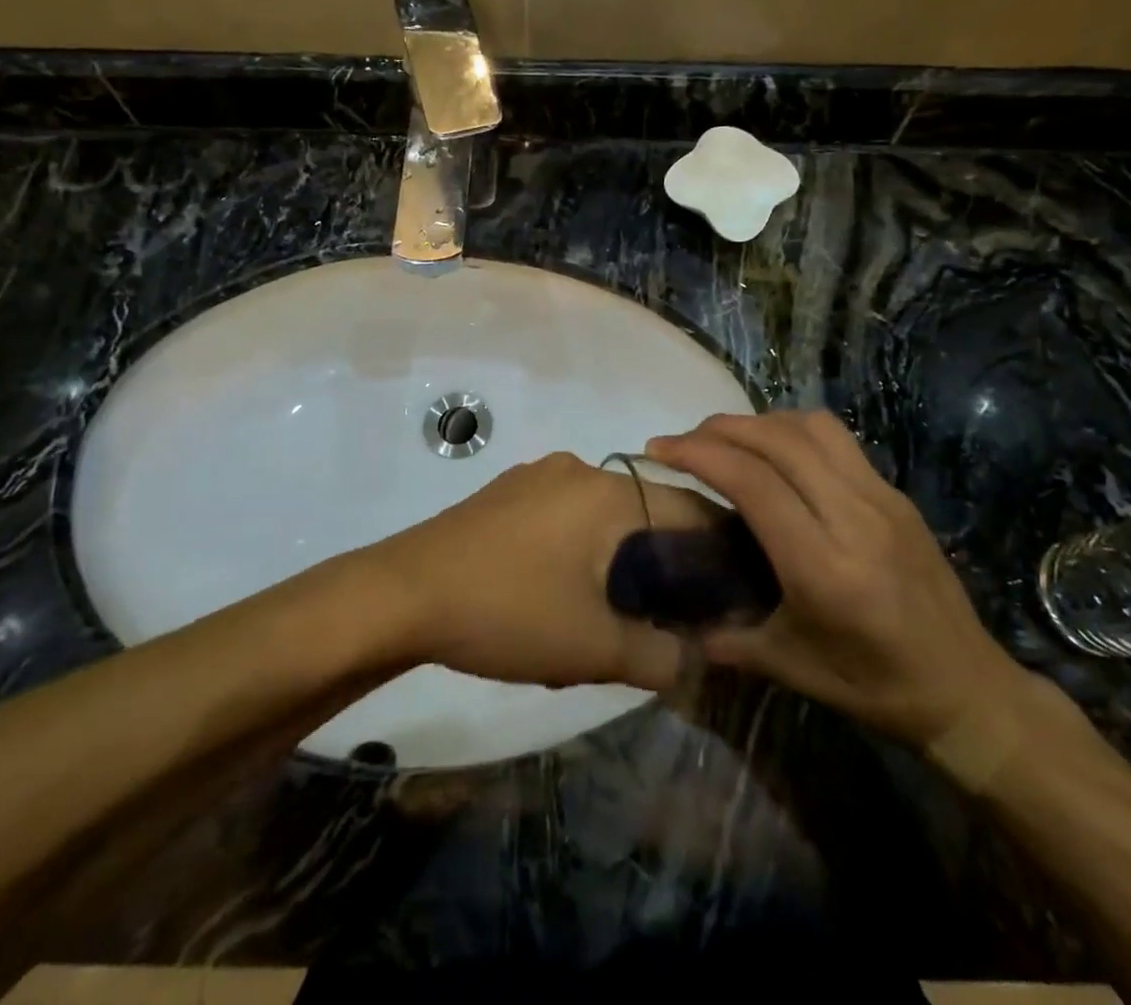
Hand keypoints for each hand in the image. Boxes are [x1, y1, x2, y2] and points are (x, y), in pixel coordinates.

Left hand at [372, 453, 719, 690]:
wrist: (401, 594)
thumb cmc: (506, 611)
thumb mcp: (592, 647)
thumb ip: (658, 656)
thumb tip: (693, 661)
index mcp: (608, 493)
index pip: (689, 510)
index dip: (718, 551)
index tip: (730, 593)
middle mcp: (577, 470)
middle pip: (644, 511)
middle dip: (662, 561)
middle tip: (667, 614)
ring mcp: (536, 476)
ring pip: (602, 514)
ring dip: (617, 557)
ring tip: (612, 610)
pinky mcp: (505, 493)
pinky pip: (564, 515)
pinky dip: (580, 547)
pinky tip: (559, 590)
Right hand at [645, 412, 1027, 745]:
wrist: (967, 687)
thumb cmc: (873, 684)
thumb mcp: (791, 668)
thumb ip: (728, 639)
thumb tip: (677, 623)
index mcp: (823, 566)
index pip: (752, 482)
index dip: (698, 454)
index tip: (658, 449)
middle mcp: (853, 517)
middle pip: (776, 440)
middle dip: (719, 428)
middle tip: (683, 441)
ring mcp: (881, 498)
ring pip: (809, 427)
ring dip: (758, 422)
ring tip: (727, 441)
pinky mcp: (896, 493)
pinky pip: (836, 438)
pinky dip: (792, 430)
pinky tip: (776, 454)